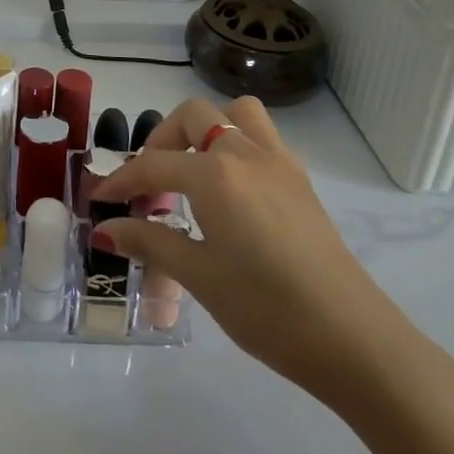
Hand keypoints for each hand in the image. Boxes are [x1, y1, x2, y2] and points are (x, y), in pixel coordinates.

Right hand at [90, 97, 407, 401]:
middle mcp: (245, 153)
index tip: (100, 200)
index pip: (154, 164)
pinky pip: (262, 138)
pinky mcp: (301, 181)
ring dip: (208, 129)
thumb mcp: (199, 277)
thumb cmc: (267, 309)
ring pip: (236, 114)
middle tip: (151, 183)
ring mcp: (279, 162)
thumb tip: (106, 230)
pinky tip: (232, 191)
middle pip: (193, 117)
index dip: (122, 181)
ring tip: (194, 170)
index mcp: (214, 173)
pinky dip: (237, 145)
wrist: (353, 339)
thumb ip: (150, 242)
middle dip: (163, 141)